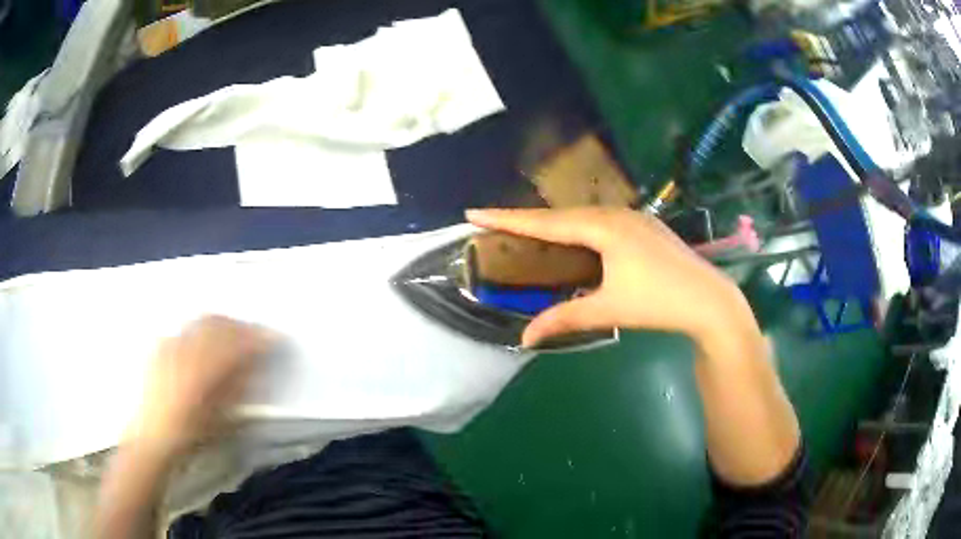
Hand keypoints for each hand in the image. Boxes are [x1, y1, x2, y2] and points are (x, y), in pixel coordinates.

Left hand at [127, 315, 274, 456]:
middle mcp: (186, 350)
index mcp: (204, 370)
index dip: (258, 337)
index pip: (238, 343)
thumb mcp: (222, 418)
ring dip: (221, 323)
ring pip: (201, 321)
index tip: (274, 338)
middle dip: (240, 325)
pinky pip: (185, 328)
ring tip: (231, 333)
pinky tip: (203, 342)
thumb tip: (257, 365)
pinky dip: (199, 330)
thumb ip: (240, 387)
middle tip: (254, 334)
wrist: (153, 437)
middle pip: (219, 323)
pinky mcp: (160, 346)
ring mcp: (170, 344)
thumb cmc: (191, 435)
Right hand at [467, 208, 760, 349]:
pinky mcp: (644, 227)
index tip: (474, 213)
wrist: (710, 300)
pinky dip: (577, 228)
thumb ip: (565, 318)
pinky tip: (573, 238)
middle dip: (525, 219)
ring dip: (553, 223)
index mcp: (604, 228)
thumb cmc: (659, 302)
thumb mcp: (609, 310)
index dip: (507, 219)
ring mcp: (634, 218)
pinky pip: (600, 221)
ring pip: (582, 217)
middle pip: (561, 215)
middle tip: (493, 223)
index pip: (546, 223)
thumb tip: (525, 338)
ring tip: (526, 231)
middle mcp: (616, 214)